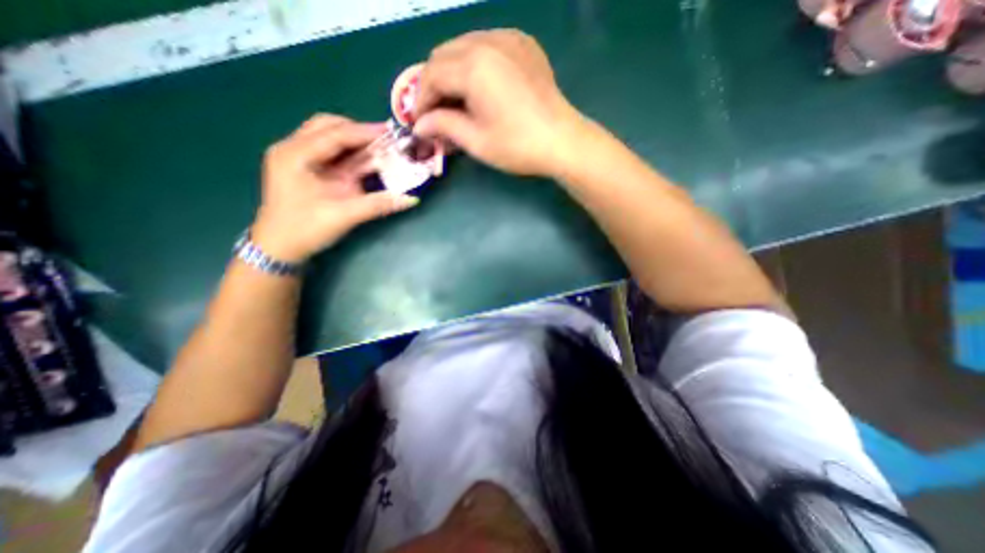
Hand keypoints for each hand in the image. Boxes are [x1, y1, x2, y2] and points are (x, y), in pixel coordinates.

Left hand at [251, 115, 418, 264]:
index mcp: (295, 155)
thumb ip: (378, 204)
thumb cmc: (305, 230)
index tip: (392, 133)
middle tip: (385, 140)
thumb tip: (411, 198)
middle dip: (358, 131)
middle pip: (328, 126)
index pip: (335, 134)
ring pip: (328, 136)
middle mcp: (292, 149)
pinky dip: (348, 152)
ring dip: (354, 140)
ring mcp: (296, 157)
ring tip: (378, 147)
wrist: (279, 248)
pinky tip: (364, 159)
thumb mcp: (344, 216)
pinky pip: (329, 151)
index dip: (366, 132)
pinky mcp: (304, 168)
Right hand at [413, 28, 587, 176]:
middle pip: (444, 55)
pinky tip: (481, 86)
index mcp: (473, 66)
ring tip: (457, 101)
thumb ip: (444, 127)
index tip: (420, 122)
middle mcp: (488, 41)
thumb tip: (420, 125)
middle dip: (434, 84)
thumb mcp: (476, 141)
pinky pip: (487, 45)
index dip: (420, 101)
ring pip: (463, 46)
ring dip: (453, 72)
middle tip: (437, 113)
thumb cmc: (518, 146)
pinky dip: (475, 63)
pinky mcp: (524, 44)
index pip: (431, 76)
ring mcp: (509, 38)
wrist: (562, 141)